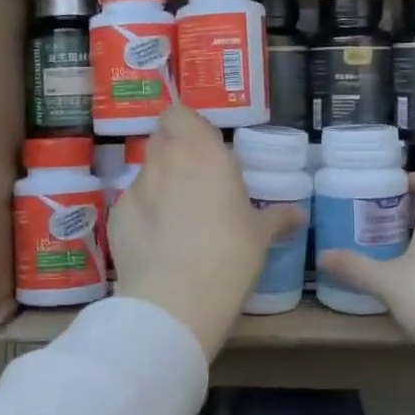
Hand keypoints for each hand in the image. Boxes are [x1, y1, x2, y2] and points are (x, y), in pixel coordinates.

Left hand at [109, 105, 302, 359]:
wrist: (174, 301)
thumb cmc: (229, 257)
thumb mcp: (260, 237)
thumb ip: (277, 217)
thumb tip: (299, 214)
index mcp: (203, 153)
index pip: (180, 114)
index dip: (188, 126)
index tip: (204, 145)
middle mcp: (166, 160)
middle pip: (162, 137)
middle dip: (175, 150)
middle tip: (196, 177)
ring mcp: (136, 187)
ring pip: (147, 170)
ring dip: (161, 181)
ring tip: (178, 214)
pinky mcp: (116, 215)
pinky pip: (133, 202)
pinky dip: (144, 212)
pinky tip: (158, 240)